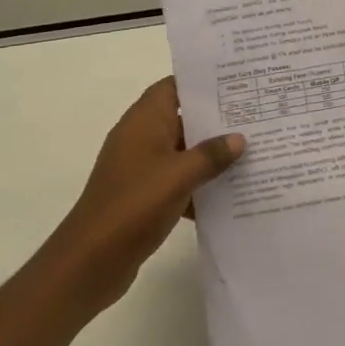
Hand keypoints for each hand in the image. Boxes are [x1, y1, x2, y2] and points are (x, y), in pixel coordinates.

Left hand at [52, 78, 243, 312]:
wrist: (89, 263)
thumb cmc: (133, 205)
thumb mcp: (178, 176)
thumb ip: (211, 155)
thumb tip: (238, 139)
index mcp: (144, 121)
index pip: (174, 86)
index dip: (202, 82)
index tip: (237, 82)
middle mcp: (141, 137)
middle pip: (183, 118)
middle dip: (216, 120)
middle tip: (255, 116)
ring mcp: (142, 168)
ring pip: (184, 151)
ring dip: (211, 155)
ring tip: (252, 152)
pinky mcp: (144, 196)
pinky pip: (179, 180)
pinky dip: (200, 185)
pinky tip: (230, 194)